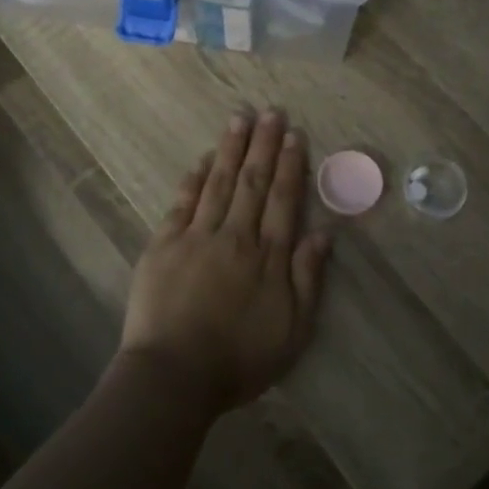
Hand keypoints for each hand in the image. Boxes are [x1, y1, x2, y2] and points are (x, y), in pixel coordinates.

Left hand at [116, 109, 330, 414]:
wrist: (173, 376)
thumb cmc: (239, 359)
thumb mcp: (292, 330)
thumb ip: (308, 278)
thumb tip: (324, 232)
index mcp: (268, 257)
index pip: (283, 200)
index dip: (290, 166)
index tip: (294, 136)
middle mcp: (235, 236)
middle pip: (253, 182)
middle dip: (264, 145)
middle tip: (271, 112)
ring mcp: (196, 237)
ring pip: (219, 183)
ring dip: (231, 149)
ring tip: (240, 118)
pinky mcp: (163, 246)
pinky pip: (183, 203)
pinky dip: (195, 178)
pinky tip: (205, 159)